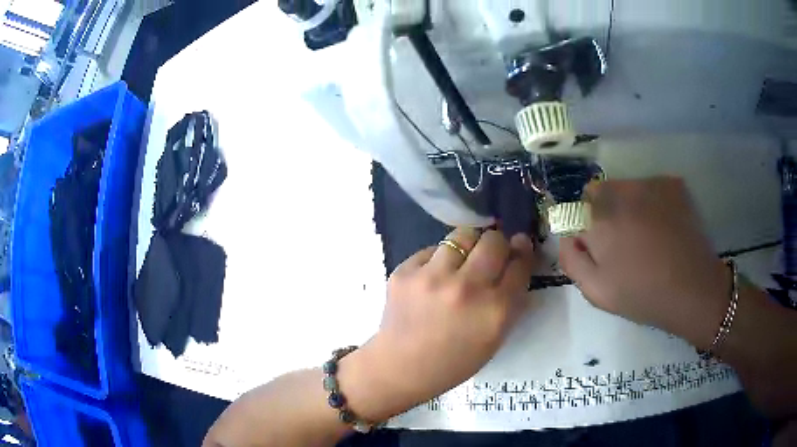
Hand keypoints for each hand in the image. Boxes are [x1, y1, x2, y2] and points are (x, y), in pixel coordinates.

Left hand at [341, 228, 535, 420]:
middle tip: (492, 253)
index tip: (520, 246)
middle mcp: (466, 288)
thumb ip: (510, 301)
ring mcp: (432, 277)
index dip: (523, 252)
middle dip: (498, 244)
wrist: (400, 367)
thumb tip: (517, 261)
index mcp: (494, 311)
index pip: (520, 265)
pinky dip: (439, 259)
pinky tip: (434, 278)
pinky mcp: (405, 271)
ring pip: (463, 235)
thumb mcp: (495, 338)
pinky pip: (432, 249)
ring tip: (463, 260)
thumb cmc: (454, 361)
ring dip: (469, 245)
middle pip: (494, 241)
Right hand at [559, 177, 729, 348]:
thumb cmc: (643, 296)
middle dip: (603, 211)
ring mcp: (650, 184)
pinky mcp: (671, 184)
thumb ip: (572, 260)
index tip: (599, 246)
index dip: (585, 226)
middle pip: (600, 190)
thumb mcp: (597, 291)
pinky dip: (650, 200)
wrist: (693, 289)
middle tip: (622, 240)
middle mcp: (622, 192)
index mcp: (600, 219)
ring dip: (627, 204)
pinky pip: (649, 186)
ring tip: (646, 234)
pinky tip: (663, 224)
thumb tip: (566, 236)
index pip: (577, 207)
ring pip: (625, 186)